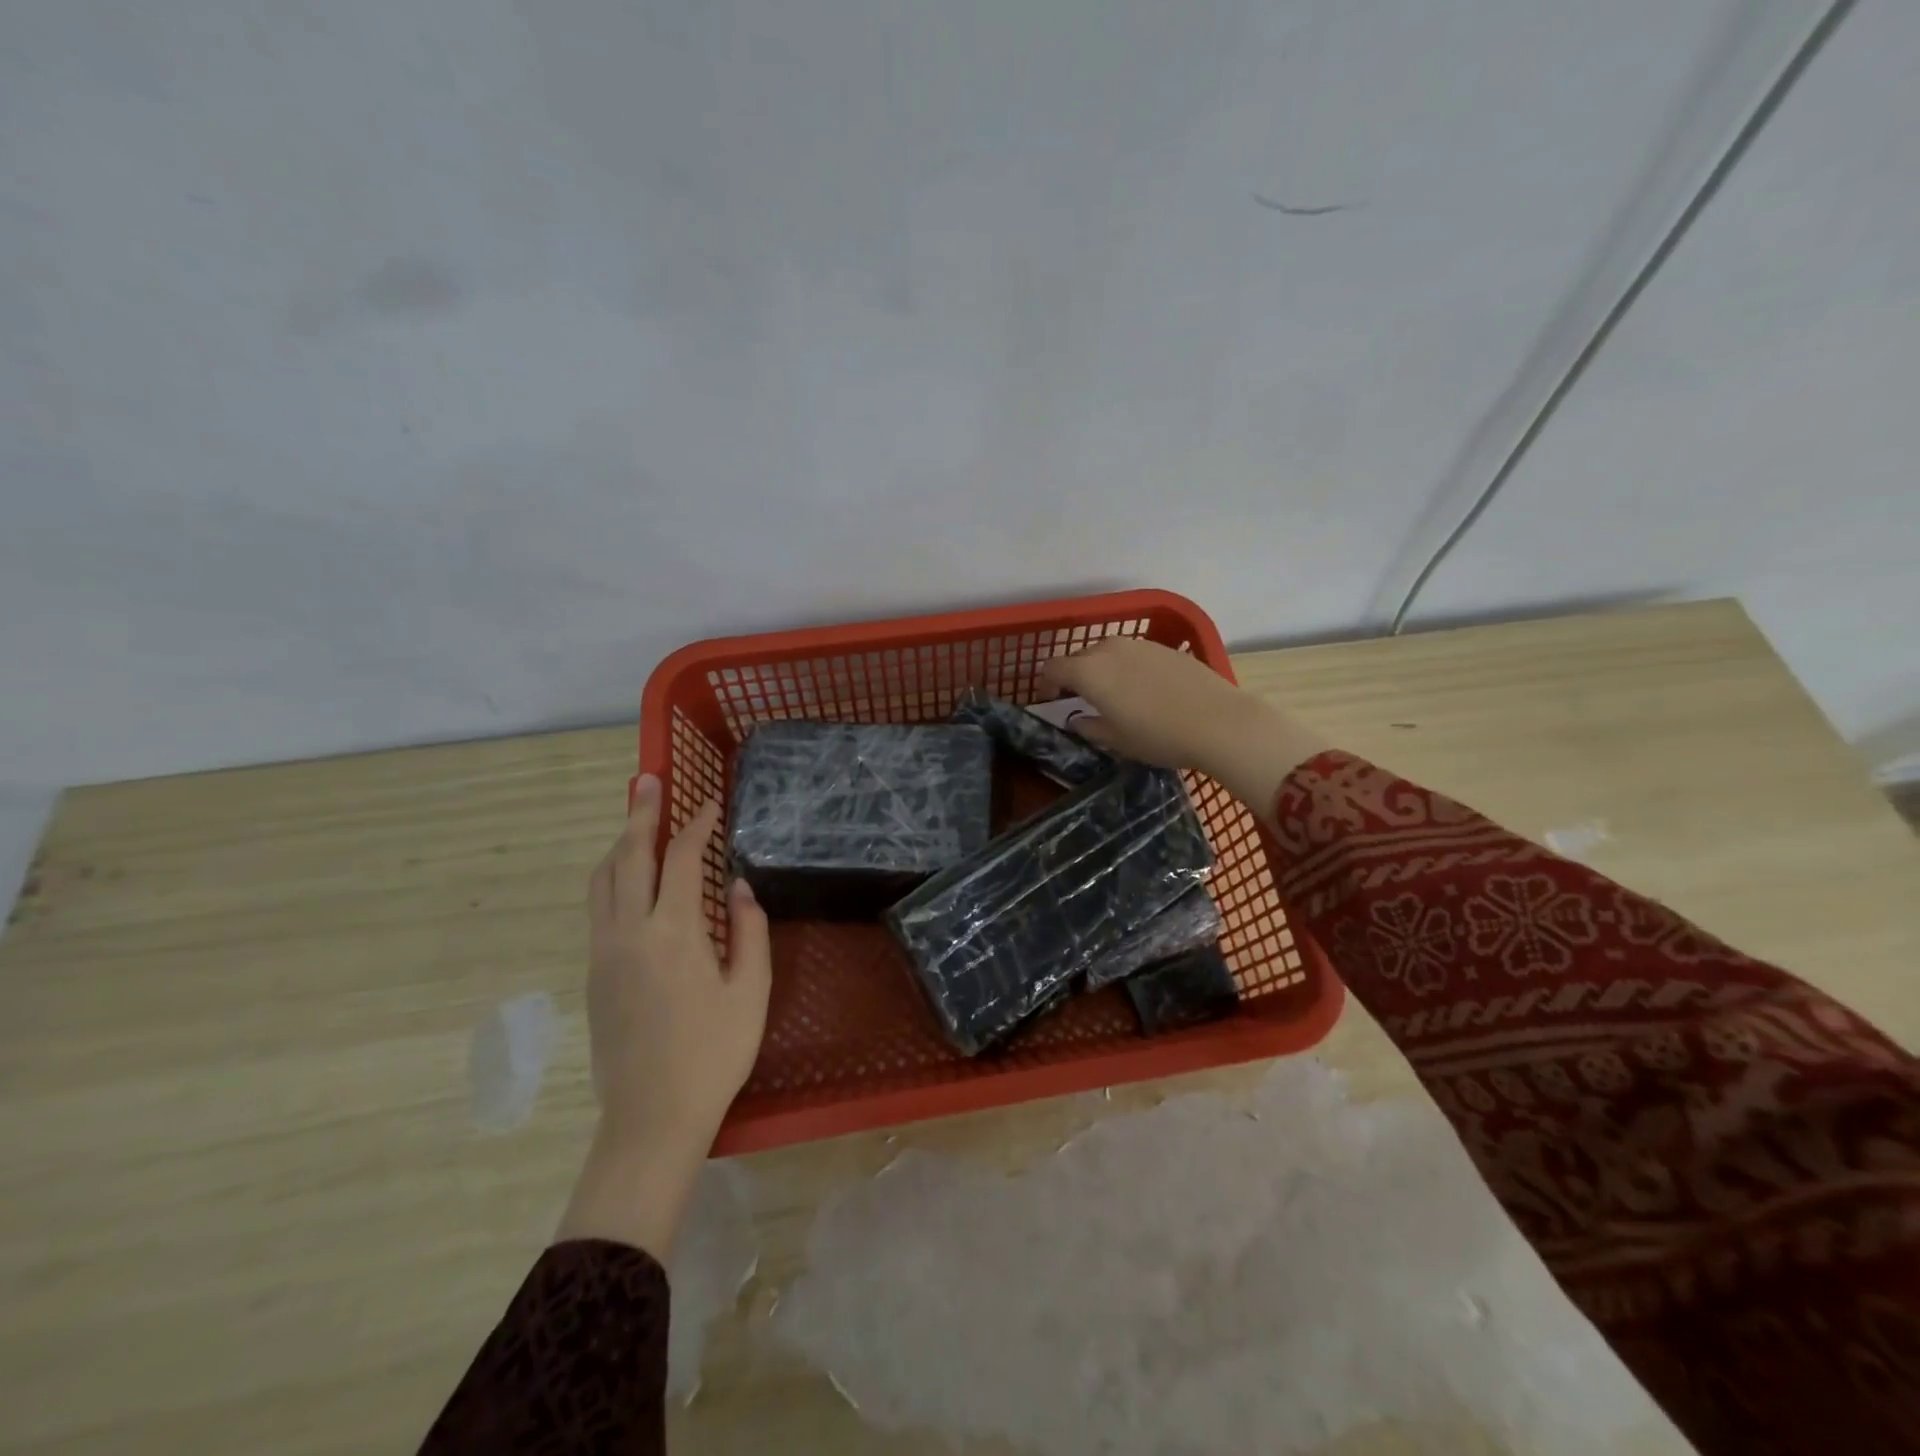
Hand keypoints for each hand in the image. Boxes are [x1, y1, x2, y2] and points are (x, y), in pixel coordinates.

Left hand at [556, 775, 770, 1257]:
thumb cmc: (713, 1053)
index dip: (697, 824)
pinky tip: (628, 877)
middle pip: (628, 856)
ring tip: (635, 821)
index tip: (711, 803)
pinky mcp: (593, 973)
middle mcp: (629, 931)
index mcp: (673, 932)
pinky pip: (597, 906)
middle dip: (640, 814)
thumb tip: (740, 886)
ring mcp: (604, 952)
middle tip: (647, 780)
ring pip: (602, 880)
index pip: (682, 859)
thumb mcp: (750, 991)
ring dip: (619, 843)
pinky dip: (611, 875)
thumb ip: (750, 931)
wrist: (651, 1117)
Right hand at [1040, 637, 1325, 812]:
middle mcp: (1110, 649)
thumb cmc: (1158, 735)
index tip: (1053, 702)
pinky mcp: (1165, 648)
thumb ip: (1090, 727)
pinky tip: (1145, 691)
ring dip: (1103, 670)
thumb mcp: (1117, 740)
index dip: (1047, 684)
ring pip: (1108, 653)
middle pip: (1080, 657)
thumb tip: (1078, 720)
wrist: (1219, 722)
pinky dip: (1128, 669)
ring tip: (1115, 696)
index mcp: (1089, 671)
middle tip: (1083, 701)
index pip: (1053, 668)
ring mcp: (1140, 644)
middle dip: (1075, 676)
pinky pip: (1134, 654)